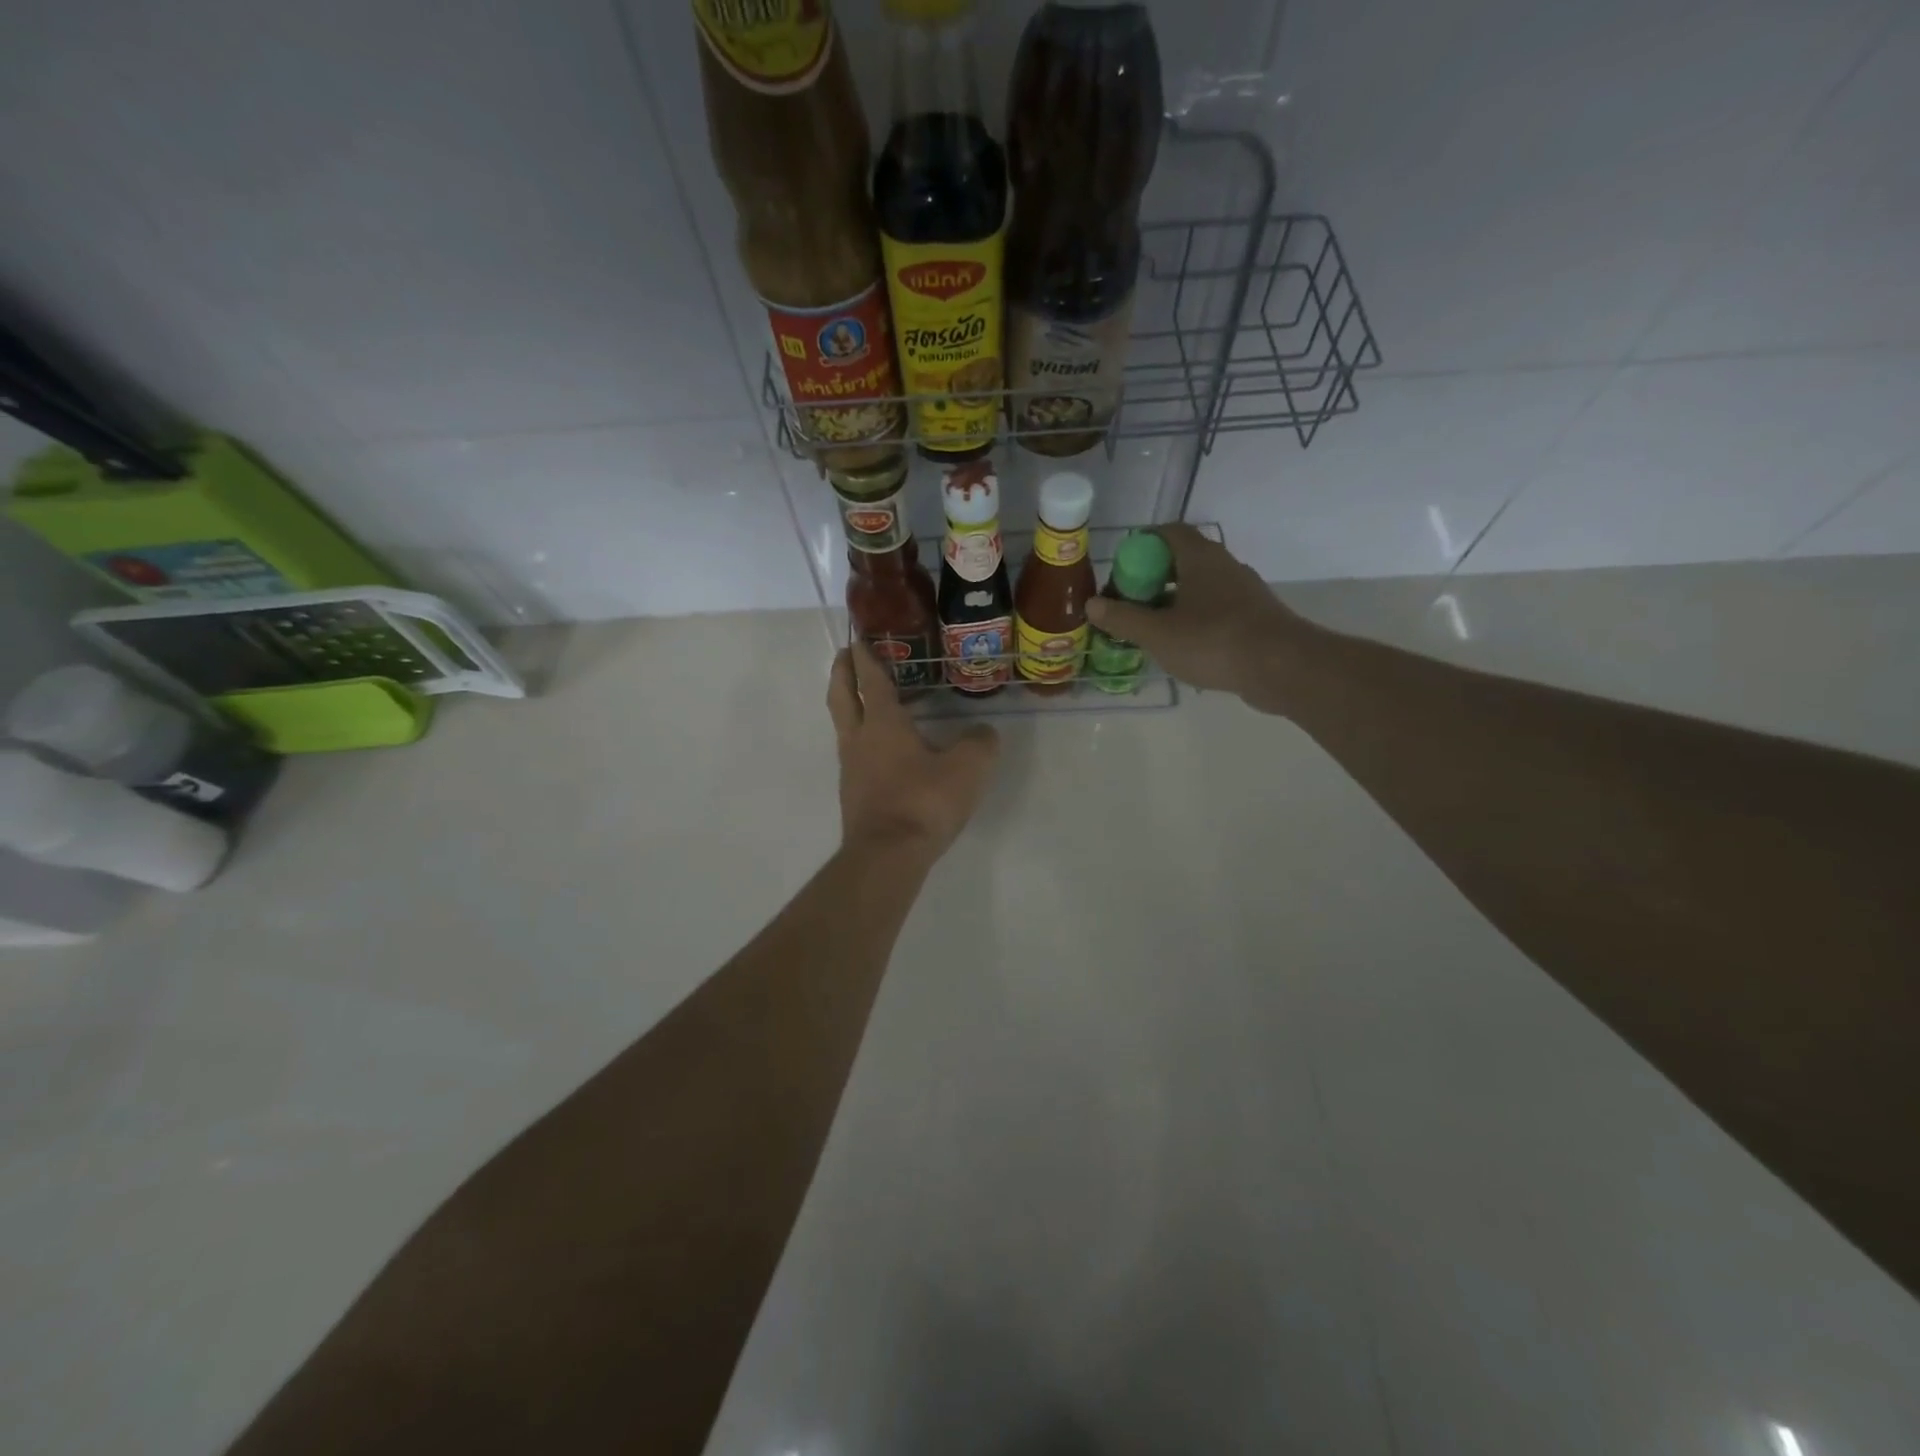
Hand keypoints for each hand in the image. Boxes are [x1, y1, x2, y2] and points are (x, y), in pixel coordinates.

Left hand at [827, 643, 999, 857]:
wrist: (887, 856)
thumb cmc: (924, 802)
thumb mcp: (968, 768)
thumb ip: (980, 744)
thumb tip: (984, 733)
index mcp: (883, 723)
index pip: (872, 680)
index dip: (867, 657)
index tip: (860, 639)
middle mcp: (859, 740)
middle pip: (842, 697)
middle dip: (842, 673)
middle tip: (845, 655)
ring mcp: (851, 768)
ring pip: (843, 726)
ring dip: (848, 706)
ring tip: (863, 700)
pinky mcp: (853, 794)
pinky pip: (853, 754)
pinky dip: (860, 739)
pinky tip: (879, 750)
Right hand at [1083, 524, 1311, 713]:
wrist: (1282, 668)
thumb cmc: (1214, 641)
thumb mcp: (1158, 633)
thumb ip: (1123, 618)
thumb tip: (1092, 604)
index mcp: (1200, 557)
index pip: (1168, 532)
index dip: (1141, 544)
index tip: (1122, 567)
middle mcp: (1224, 566)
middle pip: (1182, 560)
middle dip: (1153, 577)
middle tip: (1129, 602)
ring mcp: (1243, 592)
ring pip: (1200, 587)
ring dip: (1174, 601)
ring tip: (1151, 628)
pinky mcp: (1255, 618)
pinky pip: (1216, 610)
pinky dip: (1195, 620)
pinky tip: (1183, 647)